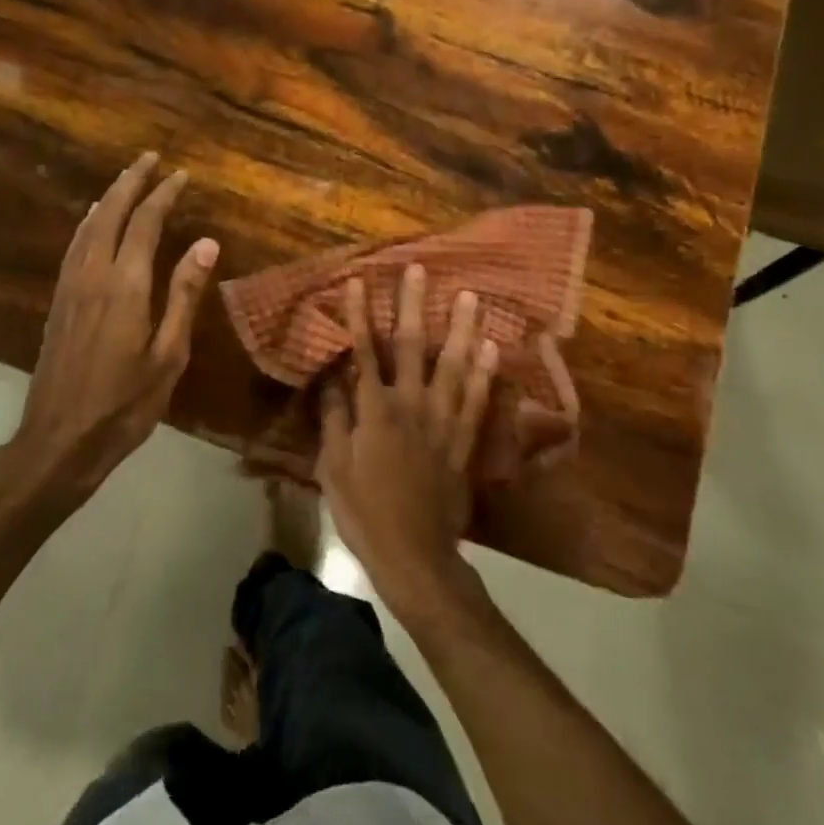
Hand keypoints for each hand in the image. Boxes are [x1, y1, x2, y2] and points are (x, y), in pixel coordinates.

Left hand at [13, 153, 218, 501]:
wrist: (60, 439)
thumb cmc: (125, 404)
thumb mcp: (168, 354)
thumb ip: (184, 295)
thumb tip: (205, 243)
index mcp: (125, 286)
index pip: (145, 224)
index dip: (163, 195)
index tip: (180, 175)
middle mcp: (93, 275)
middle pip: (111, 214)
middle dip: (131, 182)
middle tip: (150, 158)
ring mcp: (70, 287)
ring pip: (88, 227)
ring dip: (109, 198)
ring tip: (126, 180)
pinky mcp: (58, 301)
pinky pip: (74, 246)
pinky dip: (88, 223)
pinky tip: (93, 222)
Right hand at [318, 264, 496, 609]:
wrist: (415, 555)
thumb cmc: (364, 512)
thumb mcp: (333, 468)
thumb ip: (335, 419)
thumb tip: (332, 379)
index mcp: (374, 411)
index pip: (363, 352)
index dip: (358, 315)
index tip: (357, 281)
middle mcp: (411, 405)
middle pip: (411, 346)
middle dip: (412, 305)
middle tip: (417, 269)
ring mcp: (442, 421)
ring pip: (452, 365)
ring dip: (459, 328)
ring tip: (467, 295)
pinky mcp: (464, 441)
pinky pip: (477, 400)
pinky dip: (484, 373)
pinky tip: (491, 347)